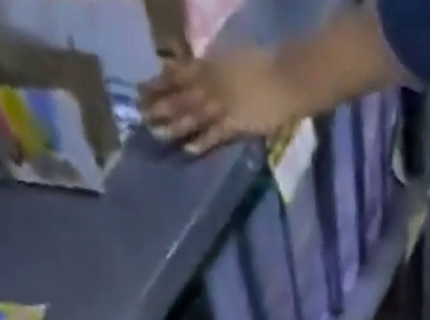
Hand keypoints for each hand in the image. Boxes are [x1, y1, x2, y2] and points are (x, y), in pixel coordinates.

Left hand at [140, 52, 300, 153]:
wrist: (289, 77)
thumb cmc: (266, 66)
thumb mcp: (234, 59)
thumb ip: (216, 68)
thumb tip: (200, 73)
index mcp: (212, 65)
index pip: (179, 73)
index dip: (159, 82)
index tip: (142, 90)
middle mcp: (213, 83)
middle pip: (181, 95)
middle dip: (160, 104)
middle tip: (141, 115)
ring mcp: (224, 104)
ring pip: (194, 114)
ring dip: (175, 124)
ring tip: (157, 133)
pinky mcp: (237, 123)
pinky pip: (216, 134)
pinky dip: (203, 141)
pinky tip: (189, 149)